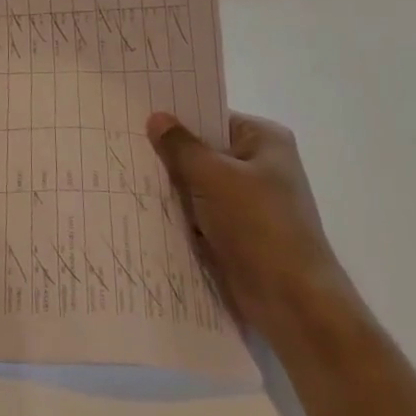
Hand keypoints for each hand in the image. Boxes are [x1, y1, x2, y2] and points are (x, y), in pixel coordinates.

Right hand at [146, 109, 347, 335]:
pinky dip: (180, 214)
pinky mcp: (237, 233)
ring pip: (198, 184)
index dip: (176, 117)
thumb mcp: (213, 176)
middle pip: (203, 150)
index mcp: (264, 140)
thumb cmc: (258, 225)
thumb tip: (156, 117)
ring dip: (171, 188)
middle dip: (169, 154)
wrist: (292, 302)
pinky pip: (200, 213)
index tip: (136, 114)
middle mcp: (259, 165)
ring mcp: (249, 201)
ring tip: (124, 174)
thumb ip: (181, 146)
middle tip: (122, 143)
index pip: (211, 116)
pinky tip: (144, 208)